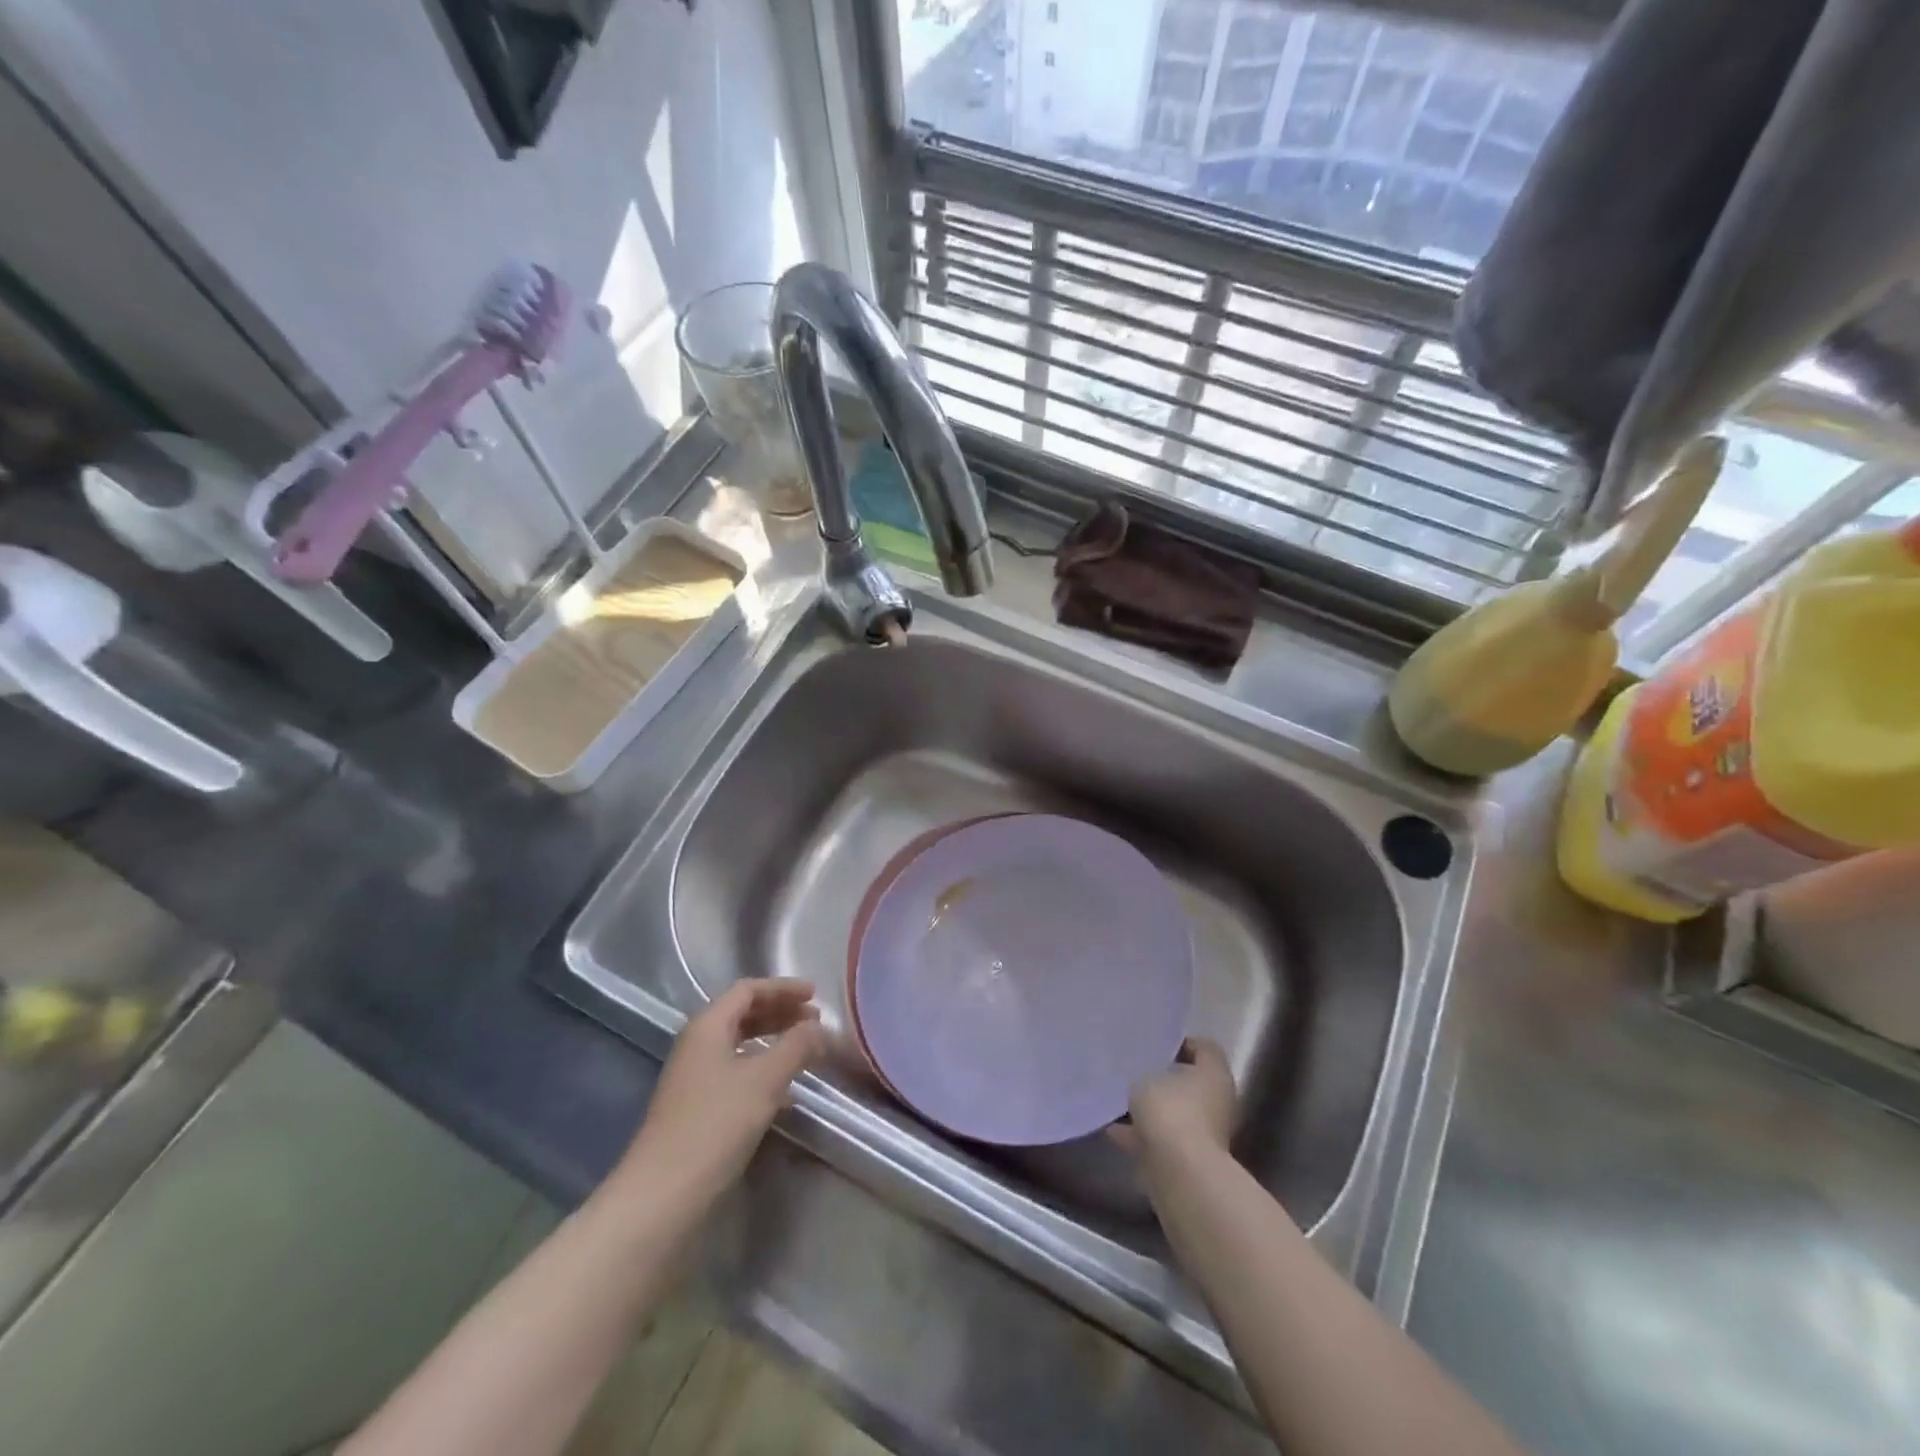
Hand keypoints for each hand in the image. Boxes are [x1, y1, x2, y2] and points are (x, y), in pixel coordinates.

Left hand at [619, 979, 826, 1209]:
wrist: (661, 1197)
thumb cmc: (714, 1125)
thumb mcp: (764, 1080)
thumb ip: (797, 1046)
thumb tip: (821, 1027)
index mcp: (707, 1027)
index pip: (748, 990)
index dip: (783, 988)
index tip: (815, 995)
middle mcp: (697, 1046)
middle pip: (743, 1015)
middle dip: (780, 1013)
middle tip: (814, 1021)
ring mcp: (694, 1080)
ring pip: (740, 1046)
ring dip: (774, 1043)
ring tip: (806, 1052)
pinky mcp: (697, 1111)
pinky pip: (736, 1075)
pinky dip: (763, 1072)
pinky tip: (786, 1093)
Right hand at [1112, 1038, 1236, 1166]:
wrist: (1180, 1173)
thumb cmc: (1169, 1110)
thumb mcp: (1146, 1076)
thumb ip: (1145, 1070)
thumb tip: (1144, 1076)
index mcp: (1215, 1074)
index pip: (1203, 1047)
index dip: (1178, 1042)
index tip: (1151, 1043)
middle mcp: (1217, 1101)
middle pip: (1189, 1081)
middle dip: (1162, 1077)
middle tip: (1134, 1069)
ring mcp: (1205, 1132)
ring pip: (1175, 1111)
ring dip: (1152, 1109)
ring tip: (1118, 1099)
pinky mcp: (1190, 1158)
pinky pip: (1163, 1138)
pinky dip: (1143, 1134)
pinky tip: (1114, 1129)